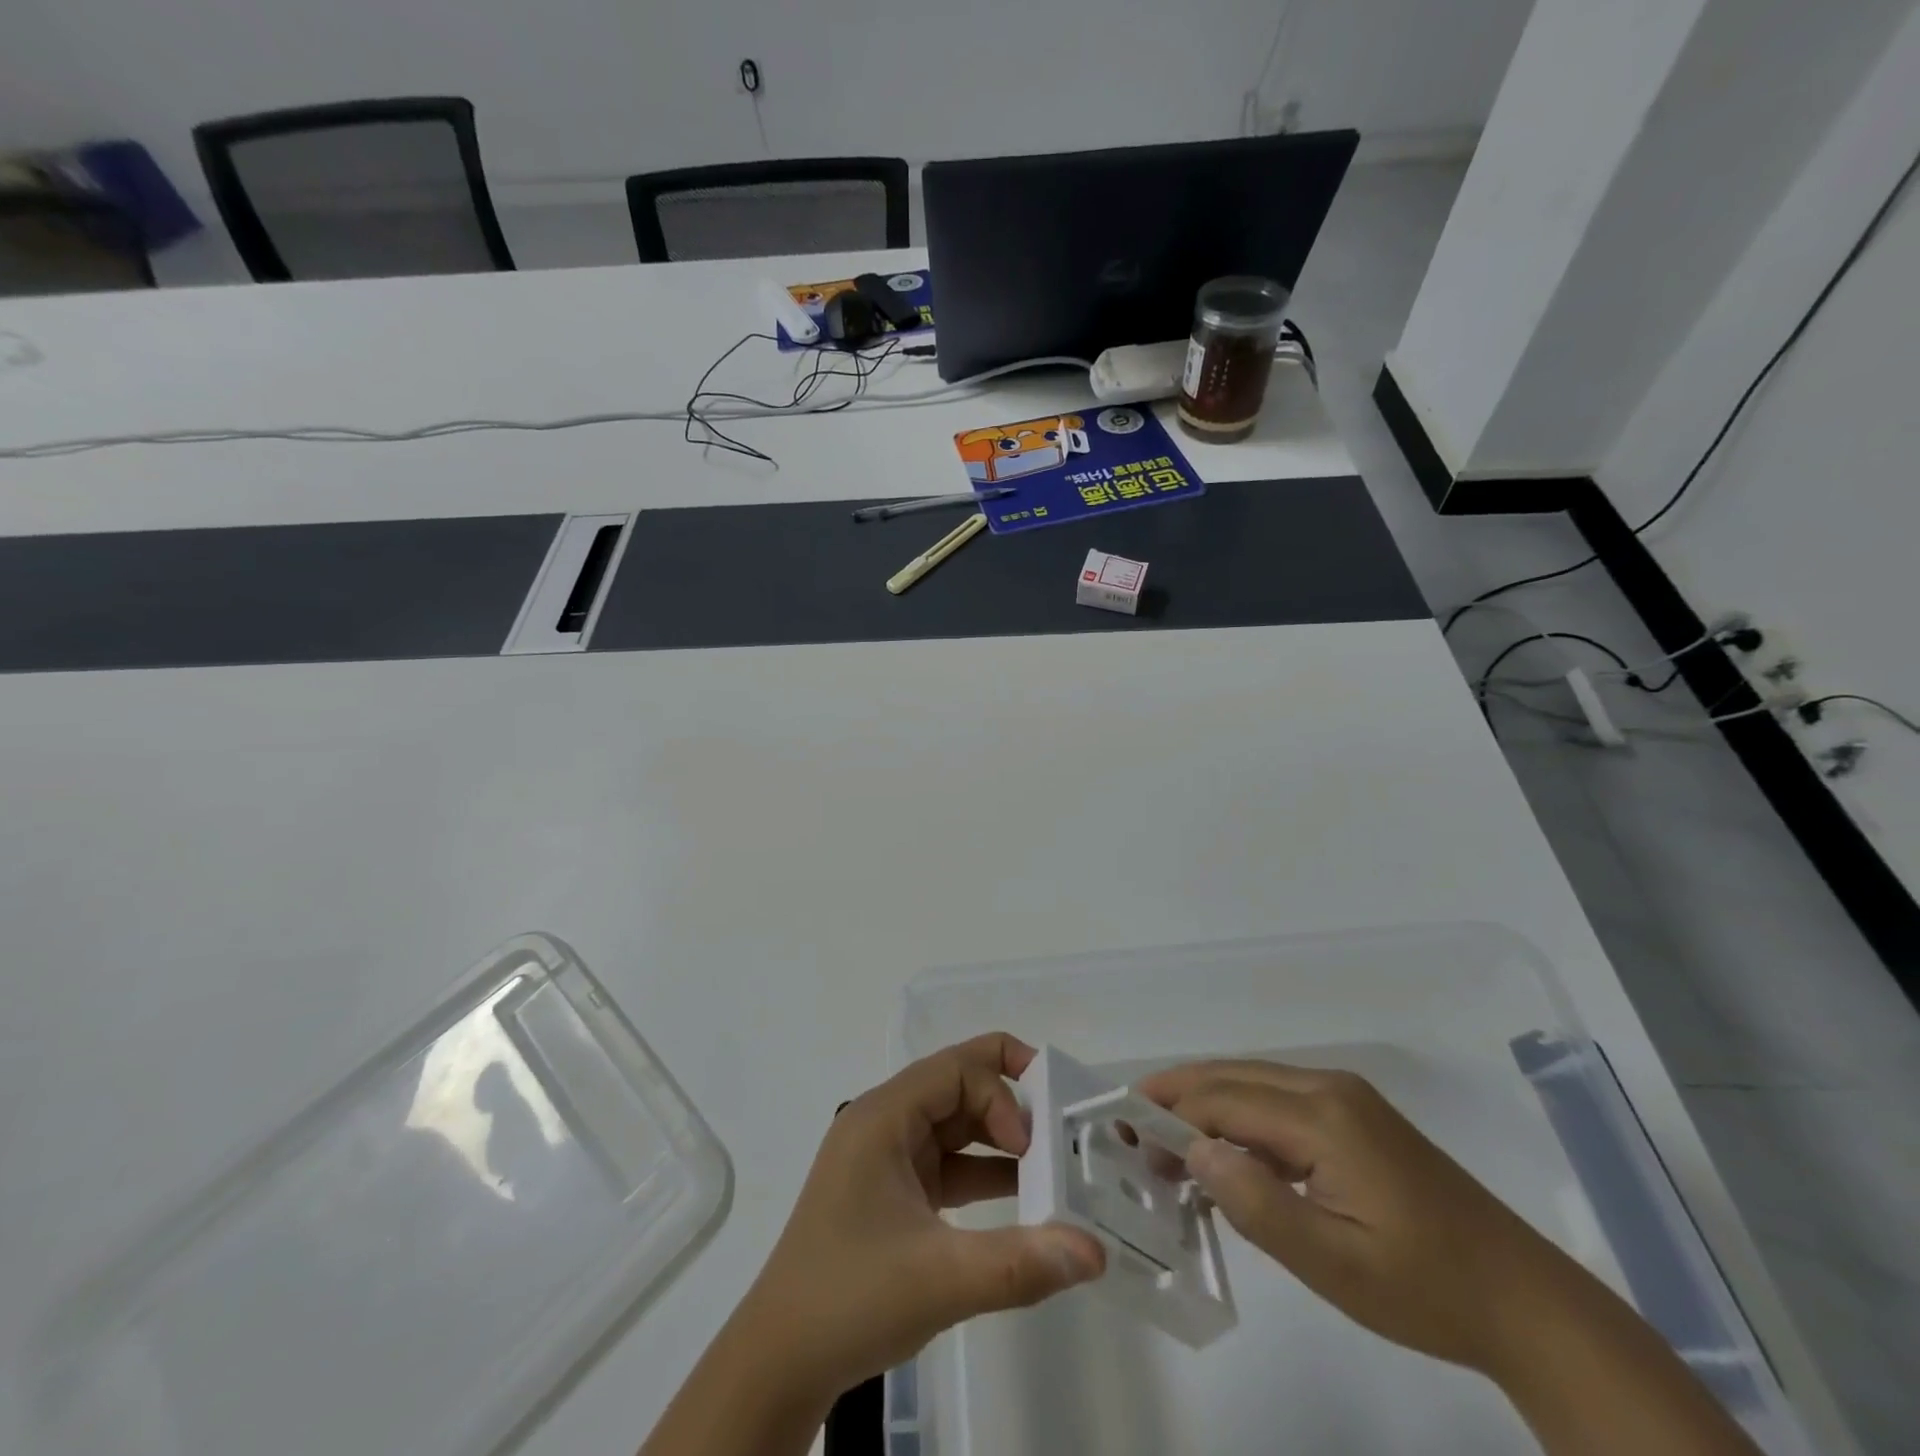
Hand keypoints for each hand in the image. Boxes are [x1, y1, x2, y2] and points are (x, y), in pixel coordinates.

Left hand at [737, 1033, 1105, 1400]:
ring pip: (953, 1125)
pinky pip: (946, 1163)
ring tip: (1048, 1167)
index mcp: (883, 1117)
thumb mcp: (940, 1278)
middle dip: (1006, 1105)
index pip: (955, 1068)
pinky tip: (1020, 1198)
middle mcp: (883, 1123)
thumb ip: (1020, 1262)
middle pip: (955, 1086)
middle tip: (1054, 1140)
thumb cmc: (850, 1298)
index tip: (1030, 1146)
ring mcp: (885, 1159)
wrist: (780, 1363)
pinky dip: (982, 1172)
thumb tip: (1093, 1250)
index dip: (1000, 1093)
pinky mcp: (892, 1193)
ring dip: (998, 1141)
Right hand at [1137, 1059, 1575, 1376]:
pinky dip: (1239, 1115)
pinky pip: (1278, 1099)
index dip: (1170, 1114)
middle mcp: (1328, 1087)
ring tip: (1165, 1138)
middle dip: (1178, 1096)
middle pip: (1232, 1076)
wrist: (1525, 1301)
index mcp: (1323, 1115)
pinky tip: (1225, 1149)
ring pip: (1253, 1081)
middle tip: (1132, 1128)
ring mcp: (1345, 1096)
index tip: (1128, 1139)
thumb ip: (1256, 1204)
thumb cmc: (1426, 1288)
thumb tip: (1191, 1150)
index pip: (1223, 1099)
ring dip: (1206, 1104)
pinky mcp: (1356, 1114)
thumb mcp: (1333, 1264)